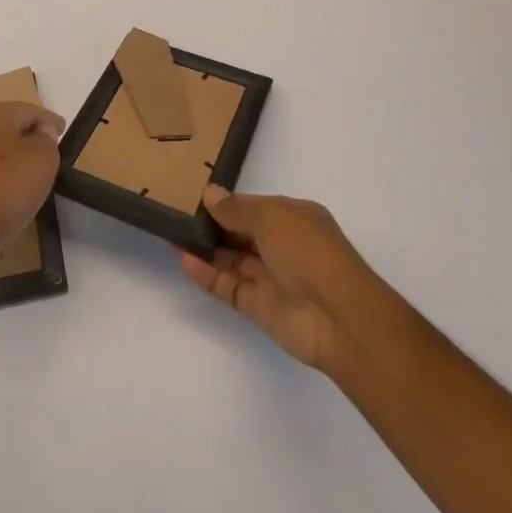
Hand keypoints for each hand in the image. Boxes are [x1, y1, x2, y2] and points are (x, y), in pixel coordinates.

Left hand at [0, 102, 64, 268]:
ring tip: (31, 171)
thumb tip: (42, 132)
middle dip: (28, 134)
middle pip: (7, 125)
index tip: (63, 130)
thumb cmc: (7, 188)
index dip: (49, 119)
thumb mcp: (43, 159)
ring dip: (11, 156)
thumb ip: (47, 139)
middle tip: (48, 148)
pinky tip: (9, 190)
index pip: (28, 109)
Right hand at [179, 186, 381, 370]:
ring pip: (233, 260)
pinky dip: (208, 275)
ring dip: (206, 249)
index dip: (228, 202)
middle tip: (177, 213)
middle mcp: (284, 246)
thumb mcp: (270, 216)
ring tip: (172, 233)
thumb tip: (210, 194)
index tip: (196, 196)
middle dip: (214, 225)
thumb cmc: (308, 250)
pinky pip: (230, 287)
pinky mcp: (261, 308)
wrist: (339, 318)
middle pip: (242, 233)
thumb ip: (236, 208)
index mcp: (294, 218)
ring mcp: (272, 279)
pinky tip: (184, 260)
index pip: (255, 207)